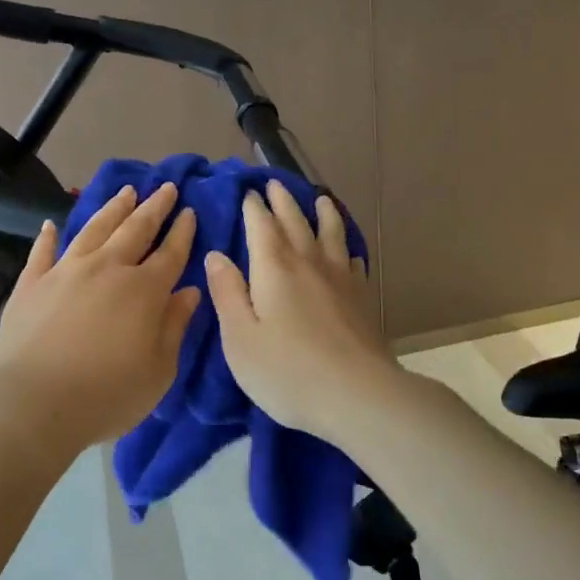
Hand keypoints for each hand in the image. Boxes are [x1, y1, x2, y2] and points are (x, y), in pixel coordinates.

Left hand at [0, 182, 199, 451]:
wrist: (36, 403)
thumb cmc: (108, 394)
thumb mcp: (159, 370)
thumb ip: (175, 326)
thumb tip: (189, 291)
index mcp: (143, 290)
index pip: (170, 253)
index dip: (183, 232)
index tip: (190, 212)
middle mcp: (107, 268)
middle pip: (135, 230)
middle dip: (154, 207)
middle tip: (166, 187)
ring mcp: (66, 271)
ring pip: (94, 229)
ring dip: (112, 209)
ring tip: (125, 191)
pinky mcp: (32, 284)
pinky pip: (42, 252)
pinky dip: (47, 236)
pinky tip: (50, 224)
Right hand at [204, 181, 405, 442]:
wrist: (358, 395)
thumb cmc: (287, 370)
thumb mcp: (240, 338)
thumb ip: (227, 293)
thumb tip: (215, 256)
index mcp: (274, 268)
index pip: (260, 226)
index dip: (252, 207)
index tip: (247, 191)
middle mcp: (308, 262)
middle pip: (295, 222)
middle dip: (282, 201)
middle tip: (274, 184)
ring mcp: (341, 278)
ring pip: (330, 234)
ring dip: (323, 213)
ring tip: (320, 199)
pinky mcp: (363, 298)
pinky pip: (353, 261)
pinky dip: (347, 249)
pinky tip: (348, 253)